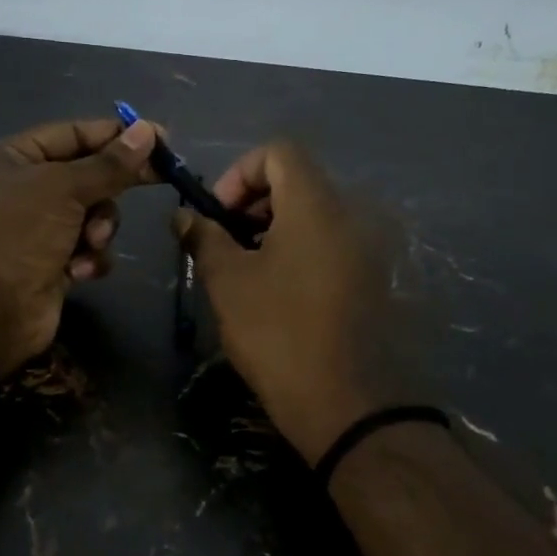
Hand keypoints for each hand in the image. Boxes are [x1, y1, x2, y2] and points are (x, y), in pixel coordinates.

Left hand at [0, 117, 159, 374]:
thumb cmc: (20, 235)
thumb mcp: (65, 189)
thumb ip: (109, 164)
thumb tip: (148, 130)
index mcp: (14, 158)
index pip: (73, 134)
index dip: (115, 135)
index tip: (159, 138)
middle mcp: (25, 188)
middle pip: (88, 174)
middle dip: (110, 187)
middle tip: (160, 178)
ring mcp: (40, 227)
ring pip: (94, 214)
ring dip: (100, 228)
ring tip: (89, 242)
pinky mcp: (54, 262)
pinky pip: (89, 248)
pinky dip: (90, 257)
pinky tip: (78, 271)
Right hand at [175, 141, 391, 463]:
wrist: (346, 403)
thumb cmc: (278, 333)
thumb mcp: (228, 282)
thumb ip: (204, 238)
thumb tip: (185, 216)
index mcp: (315, 205)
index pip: (279, 152)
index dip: (239, 172)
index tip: (218, 214)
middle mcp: (349, 215)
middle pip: (297, 180)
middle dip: (253, 202)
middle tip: (225, 242)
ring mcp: (367, 248)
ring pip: (314, 213)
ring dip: (274, 227)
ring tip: (246, 269)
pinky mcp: (371, 278)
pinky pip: (331, 242)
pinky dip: (299, 248)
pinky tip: (277, 290)